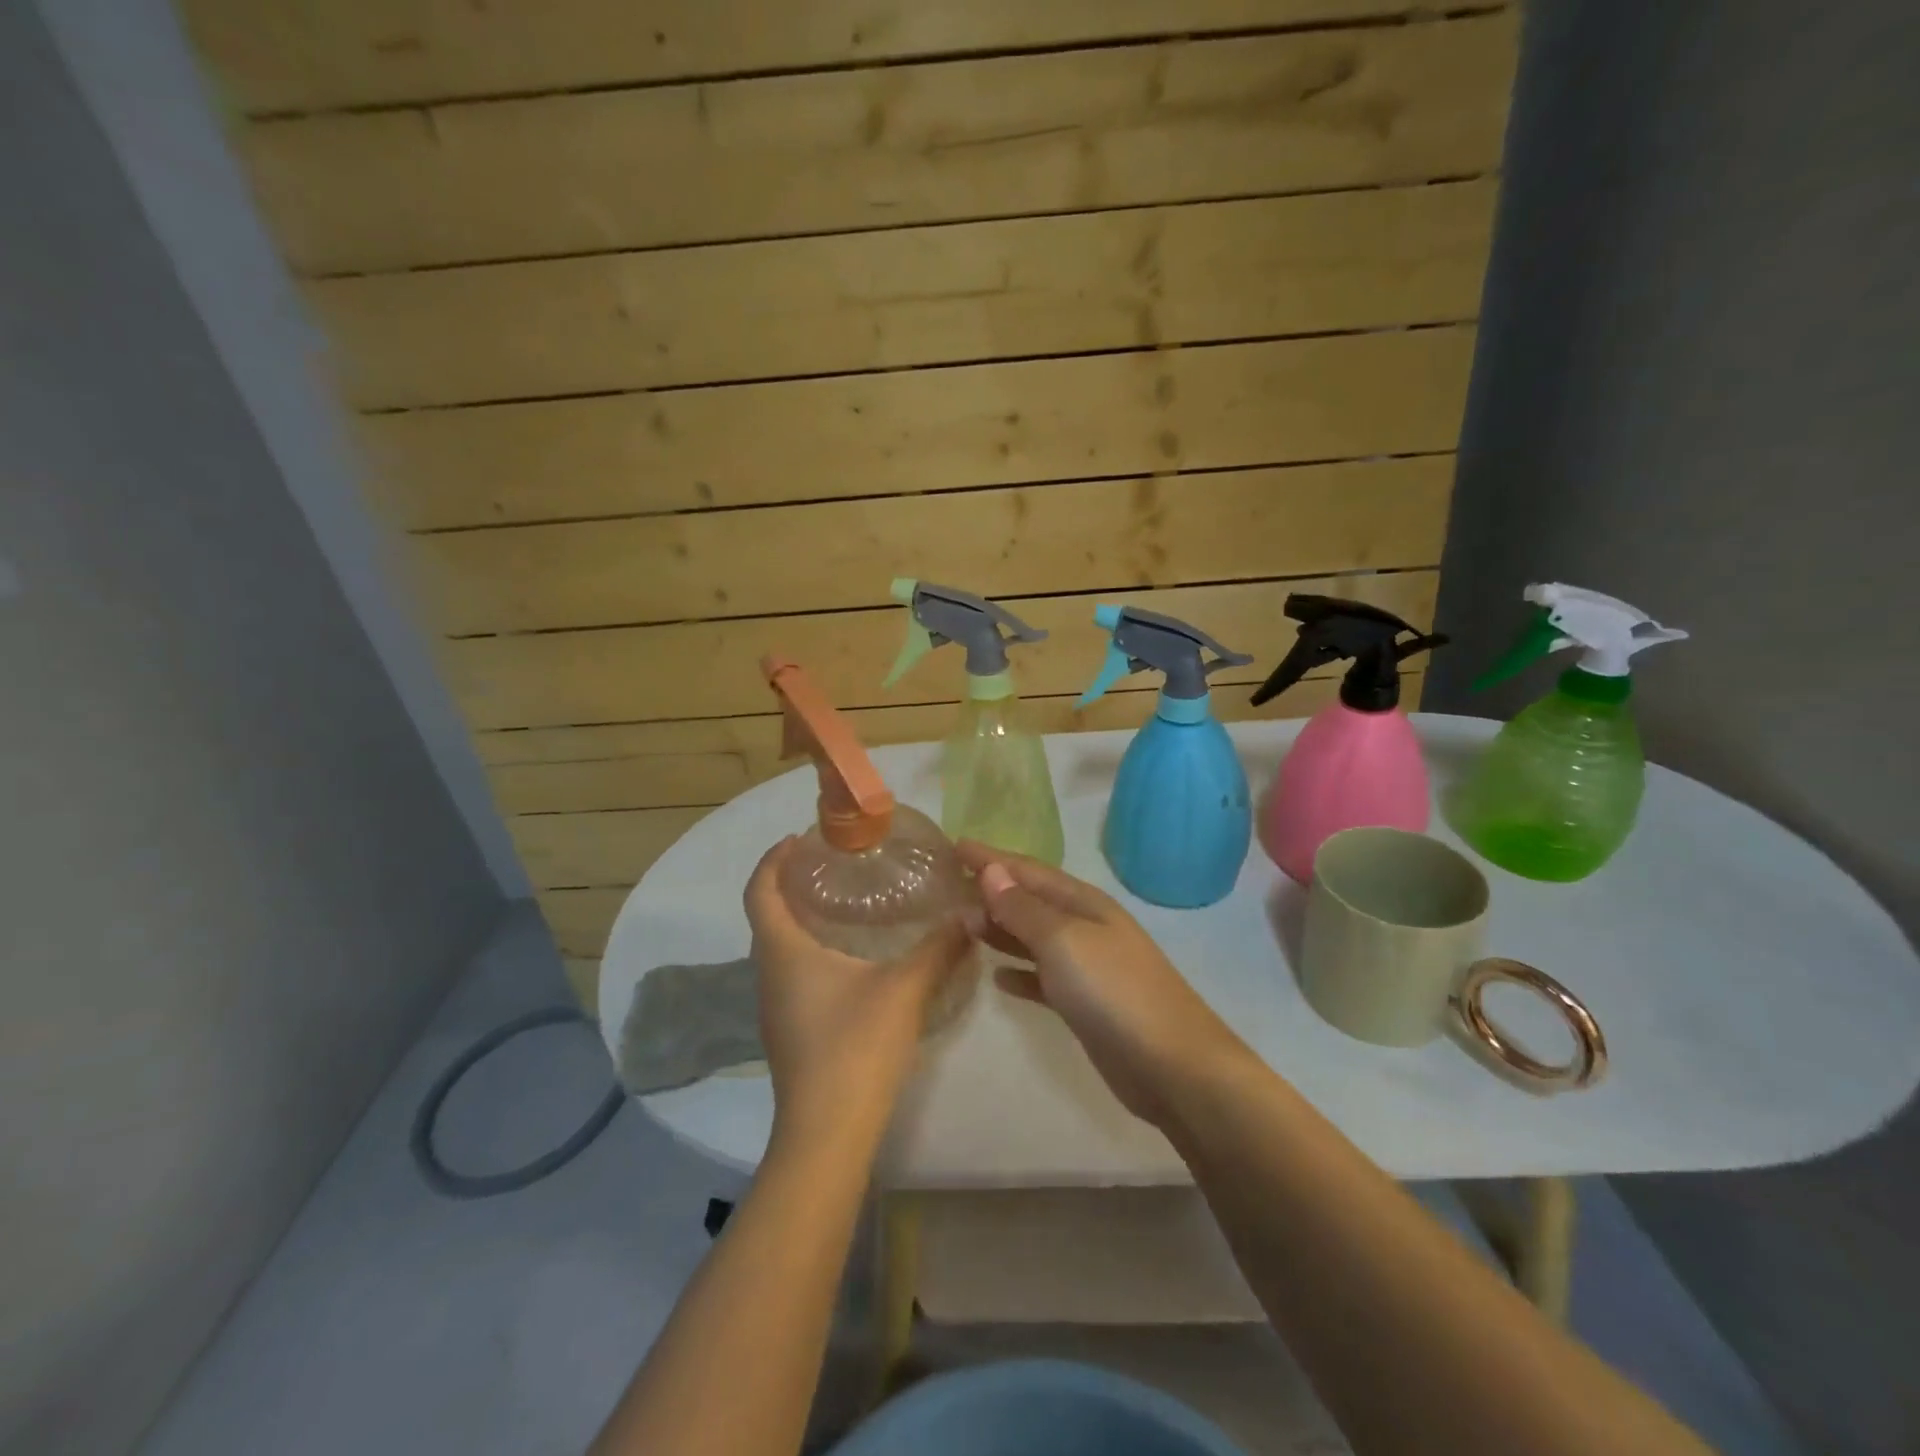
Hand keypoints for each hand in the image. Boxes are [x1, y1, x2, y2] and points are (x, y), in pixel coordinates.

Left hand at [744, 837, 973, 1147]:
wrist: (827, 1133)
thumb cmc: (855, 1047)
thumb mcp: (905, 989)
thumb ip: (939, 947)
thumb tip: (970, 912)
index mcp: (783, 951)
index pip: (759, 890)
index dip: (773, 858)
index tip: (802, 837)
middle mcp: (769, 973)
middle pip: (768, 915)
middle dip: (792, 883)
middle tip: (835, 865)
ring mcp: (775, 1006)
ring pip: (780, 947)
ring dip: (802, 918)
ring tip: (847, 904)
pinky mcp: (789, 1030)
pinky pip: (791, 972)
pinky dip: (811, 950)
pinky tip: (852, 959)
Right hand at [957, 841, 1255, 1126]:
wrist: (1173, 1065)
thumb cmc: (1114, 991)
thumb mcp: (1063, 941)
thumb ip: (1024, 908)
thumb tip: (991, 870)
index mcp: (1082, 903)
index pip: (1027, 869)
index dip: (991, 858)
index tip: (953, 846)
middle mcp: (1085, 927)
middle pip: (1030, 901)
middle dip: (991, 892)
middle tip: (947, 889)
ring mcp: (1087, 966)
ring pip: (1033, 938)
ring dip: (1000, 929)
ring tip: (963, 926)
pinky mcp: (1085, 1004)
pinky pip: (1043, 977)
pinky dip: (1020, 972)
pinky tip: (997, 978)